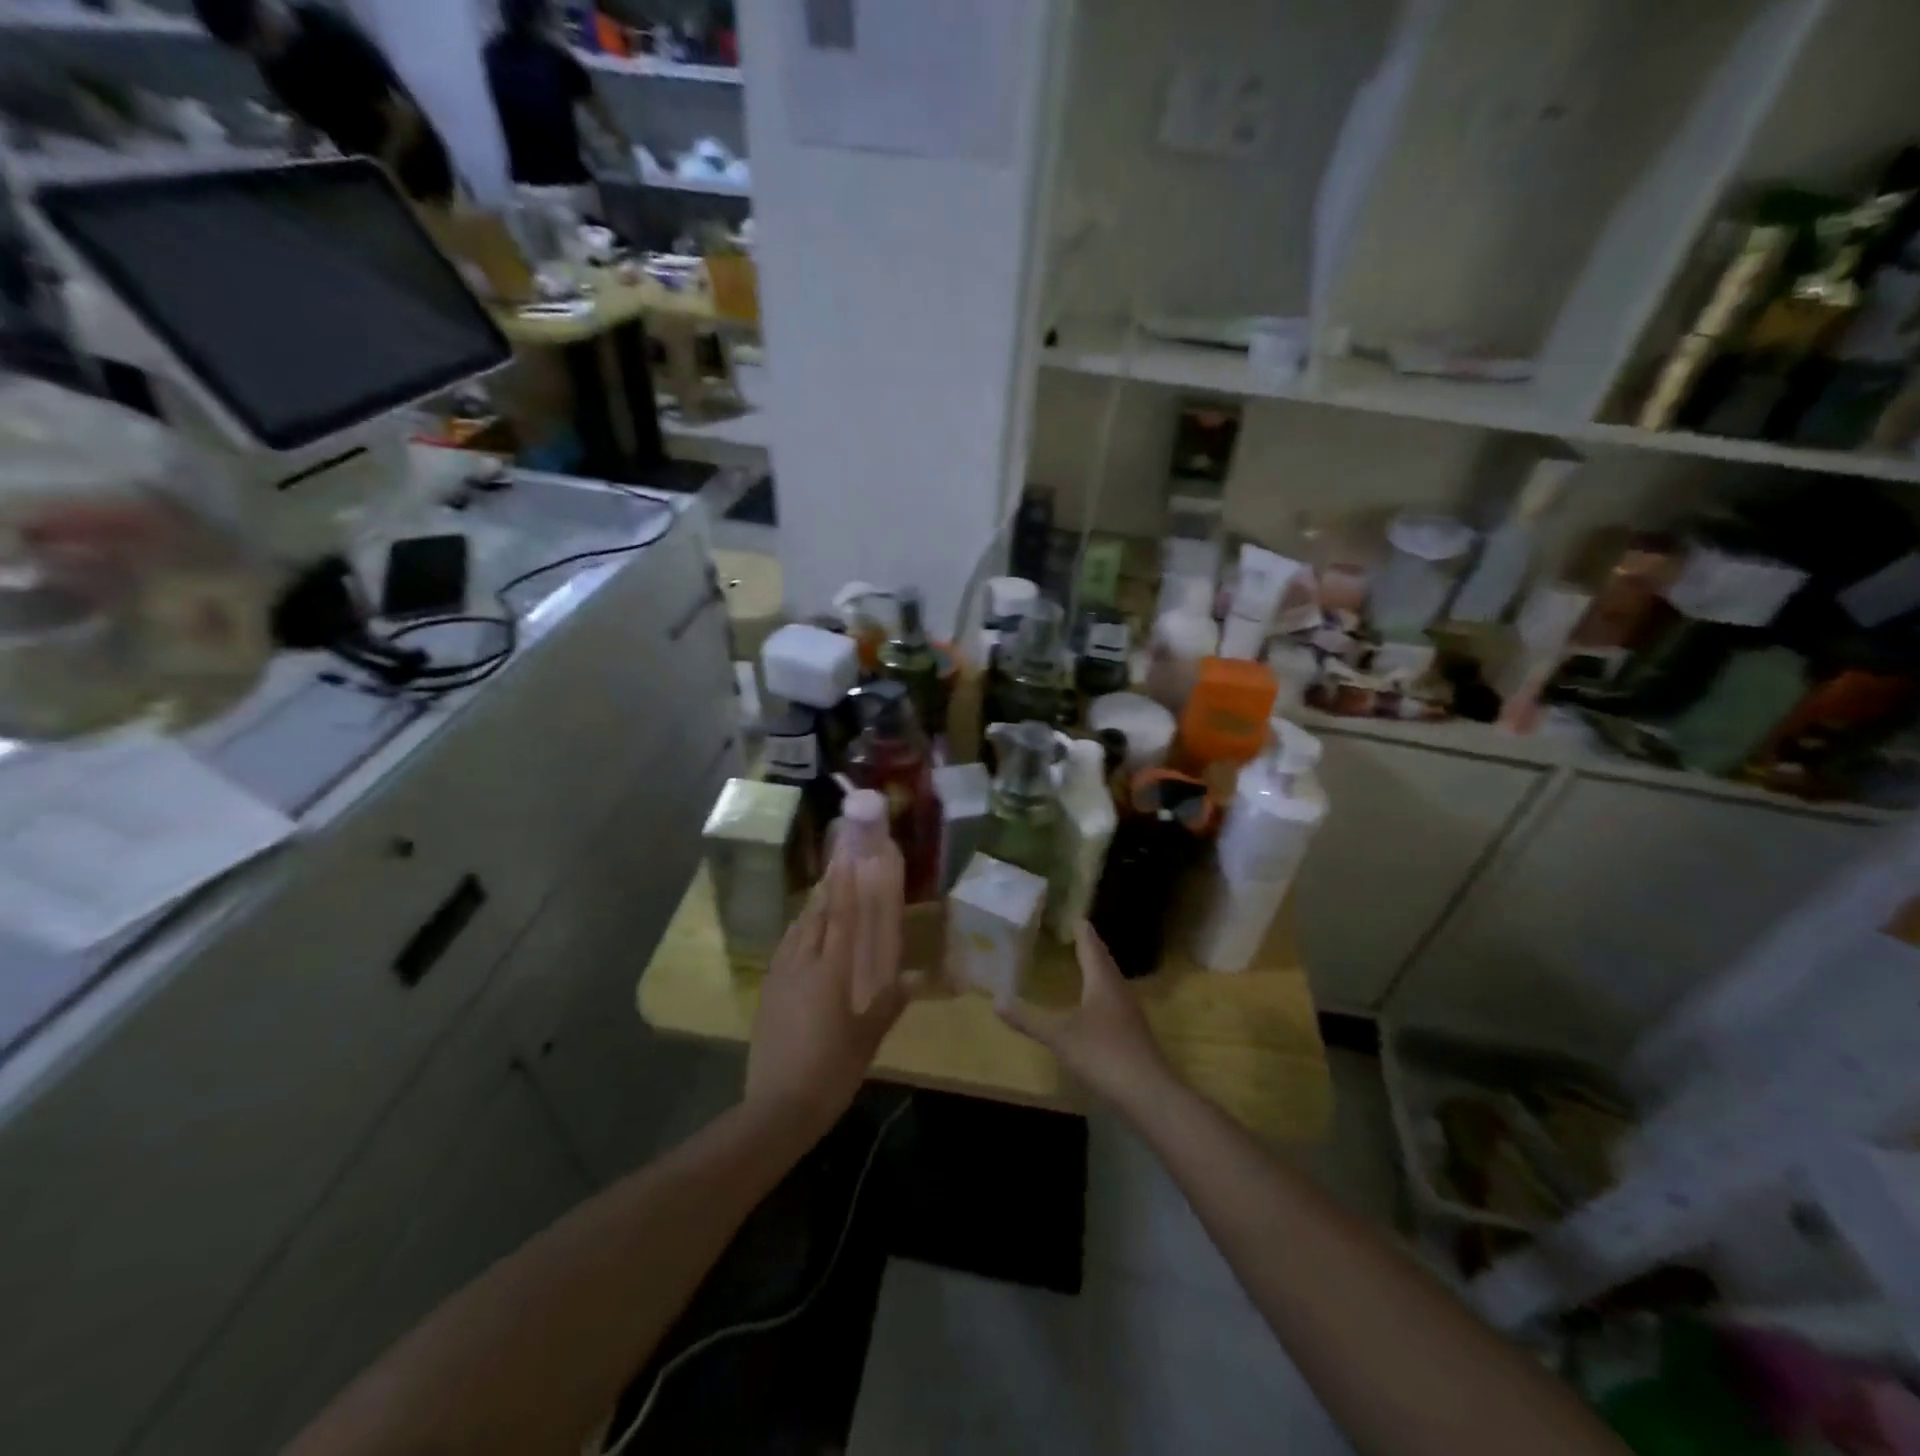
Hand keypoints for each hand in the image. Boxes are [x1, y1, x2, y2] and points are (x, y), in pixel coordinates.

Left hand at [745, 860, 907, 1141]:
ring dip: (809, 910)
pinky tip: (798, 937)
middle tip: (836, 867)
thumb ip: (890, 1005)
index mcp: (830, 972)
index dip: (846, 887)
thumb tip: (916, 981)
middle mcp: (802, 965)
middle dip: (827, 891)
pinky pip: (783, 951)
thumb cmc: (831, 1070)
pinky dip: (795, 934)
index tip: (848, 859)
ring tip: (820, 894)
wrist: (777, 1107)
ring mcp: (779, 978)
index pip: (841, 918)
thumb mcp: (867, 1039)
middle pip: (815, 918)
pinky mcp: (766, 994)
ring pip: (795, 932)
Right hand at [1000, 922, 1174, 1107]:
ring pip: (1111, 982)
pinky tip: (1093, 1006)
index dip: (1082, 932)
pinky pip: (1113, 1002)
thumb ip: (1029, 1019)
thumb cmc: (1103, 1054)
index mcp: (1103, 982)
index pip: (1092, 947)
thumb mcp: (1059, 1036)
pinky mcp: (1132, 1034)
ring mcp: (1129, 1014)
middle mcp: (1119, 991)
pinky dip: (1100, 993)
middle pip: (1104, 962)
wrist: (1148, 1094)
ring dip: (1097, 970)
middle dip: (1090, 948)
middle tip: (1076, 934)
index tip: (1075, 916)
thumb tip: (996, 1000)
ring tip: (1083, 964)